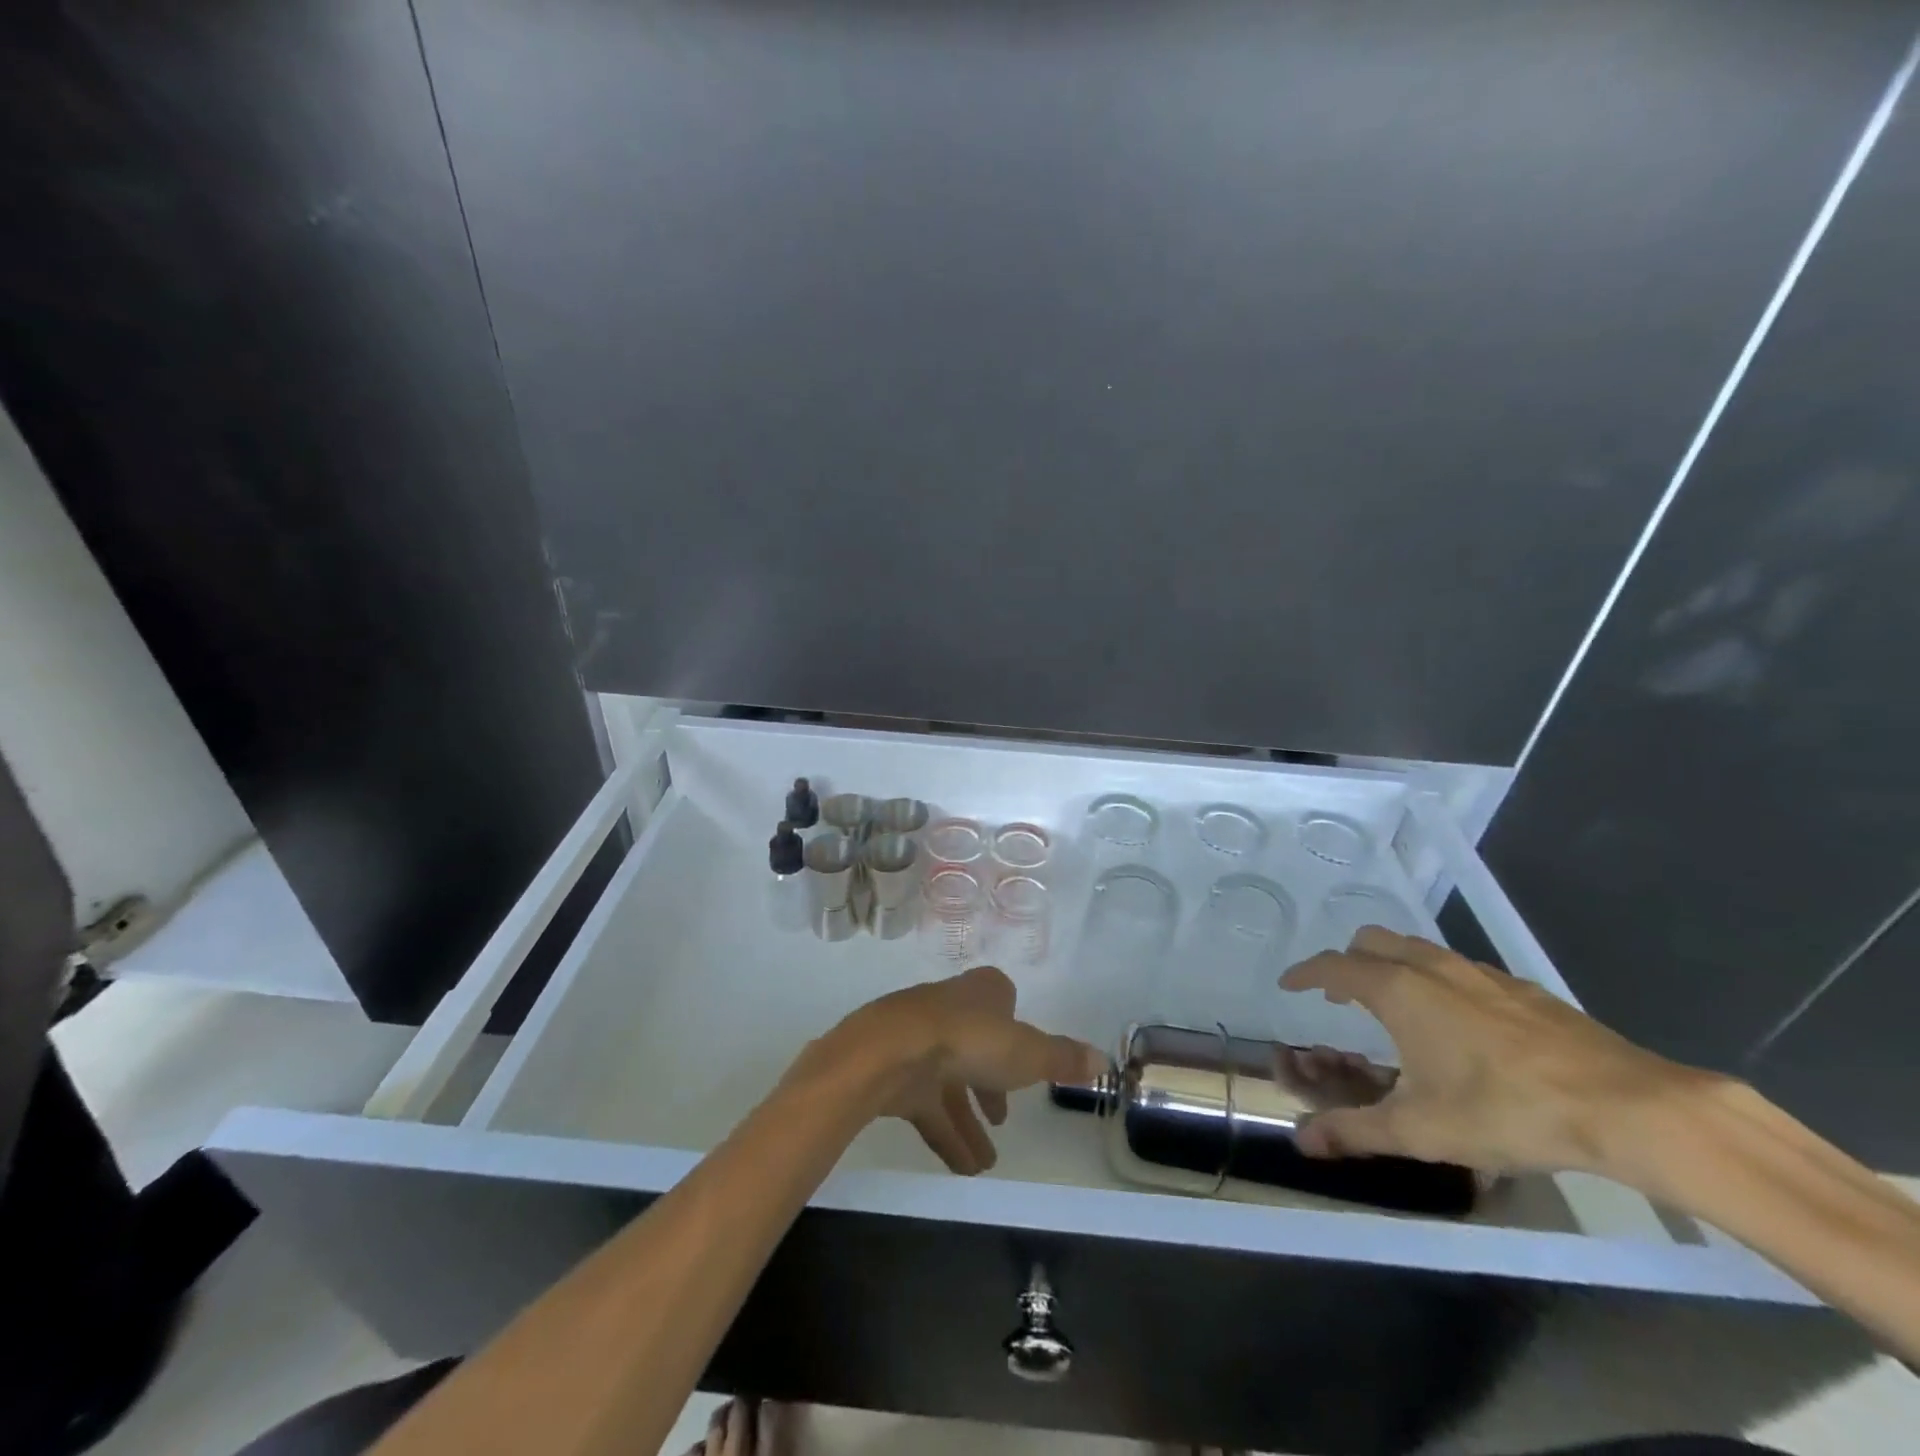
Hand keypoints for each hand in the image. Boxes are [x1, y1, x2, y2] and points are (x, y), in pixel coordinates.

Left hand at [792, 966, 1103, 1175]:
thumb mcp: (1027, 1052)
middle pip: (977, 1044)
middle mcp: (951, 1010)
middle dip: (991, 1083)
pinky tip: (963, 1168)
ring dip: (969, 1121)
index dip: (1014, 1027)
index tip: (1025, 1058)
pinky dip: (946, 1135)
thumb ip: (1063, 1059)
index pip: (1001, 999)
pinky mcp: (898, 1072)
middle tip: (1004, 1118)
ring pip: (951, 1082)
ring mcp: (921, 1041)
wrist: (891, 1052)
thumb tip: (1105, 1059)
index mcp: (982, 993)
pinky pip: (927, 1107)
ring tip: (988, 1164)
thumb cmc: (969, 1040)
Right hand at [1280, 927, 1713, 1175]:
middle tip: (1341, 995)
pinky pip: (1458, 967)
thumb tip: (1301, 1142)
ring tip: (1395, 1006)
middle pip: (1372, 940)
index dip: (1305, 973)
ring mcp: (1479, 972)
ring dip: (1391, 965)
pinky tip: (1458, 1023)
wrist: (1624, 1106)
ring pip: (1416, 948)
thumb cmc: (1505, 1111)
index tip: (1290, 985)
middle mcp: (1432, 967)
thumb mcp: (1420, 1130)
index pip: (1333, 965)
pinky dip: (1435, 979)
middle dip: (1347, 961)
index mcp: (1398, 990)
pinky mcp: (1520, 988)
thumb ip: (1354, 1131)